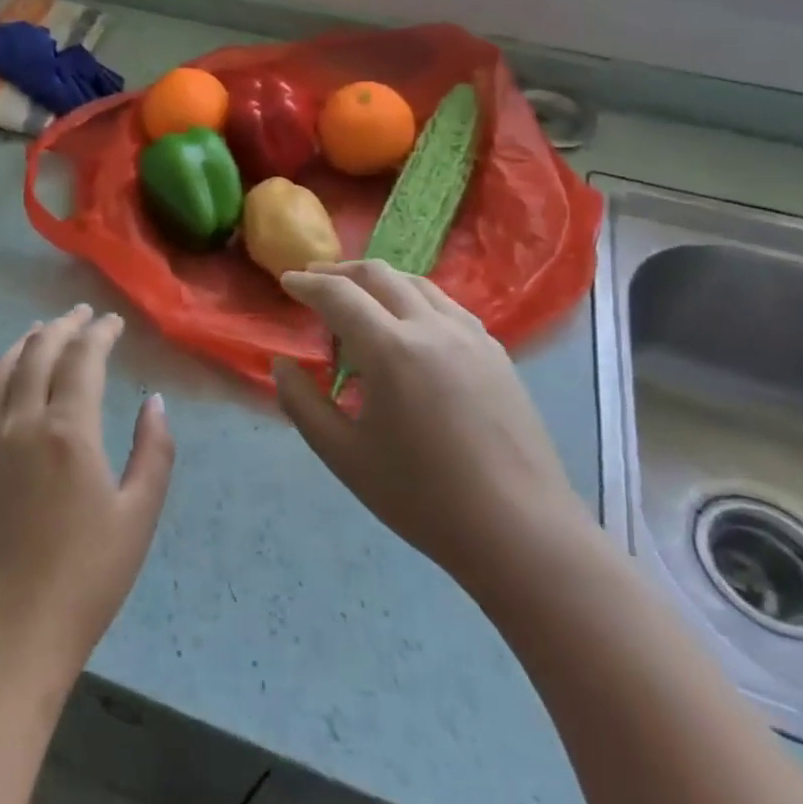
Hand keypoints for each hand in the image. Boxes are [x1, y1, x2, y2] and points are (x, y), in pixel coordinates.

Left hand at [0, 306, 175, 698]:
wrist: (9, 633)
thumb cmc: (85, 579)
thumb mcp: (138, 517)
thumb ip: (153, 452)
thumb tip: (154, 402)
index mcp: (68, 431)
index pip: (82, 359)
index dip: (99, 333)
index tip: (113, 322)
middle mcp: (22, 422)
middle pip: (38, 352)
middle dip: (63, 326)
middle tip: (82, 314)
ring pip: (1, 369)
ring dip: (24, 342)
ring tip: (42, 331)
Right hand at [273, 262, 588, 595]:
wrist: (520, 531)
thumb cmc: (422, 497)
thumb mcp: (343, 455)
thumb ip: (301, 403)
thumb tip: (282, 365)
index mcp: (391, 350)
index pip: (338, 295)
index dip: (306, 283)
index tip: (286, 281)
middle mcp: (432, 327)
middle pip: (379, 274)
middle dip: (340, 271)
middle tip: (314, 281)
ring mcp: (471, 335)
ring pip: (417, 283)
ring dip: (379, 281)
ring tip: (358, 300)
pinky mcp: (496, 352)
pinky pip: (446, 305)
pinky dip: (413, 299)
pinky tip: (408, 327)